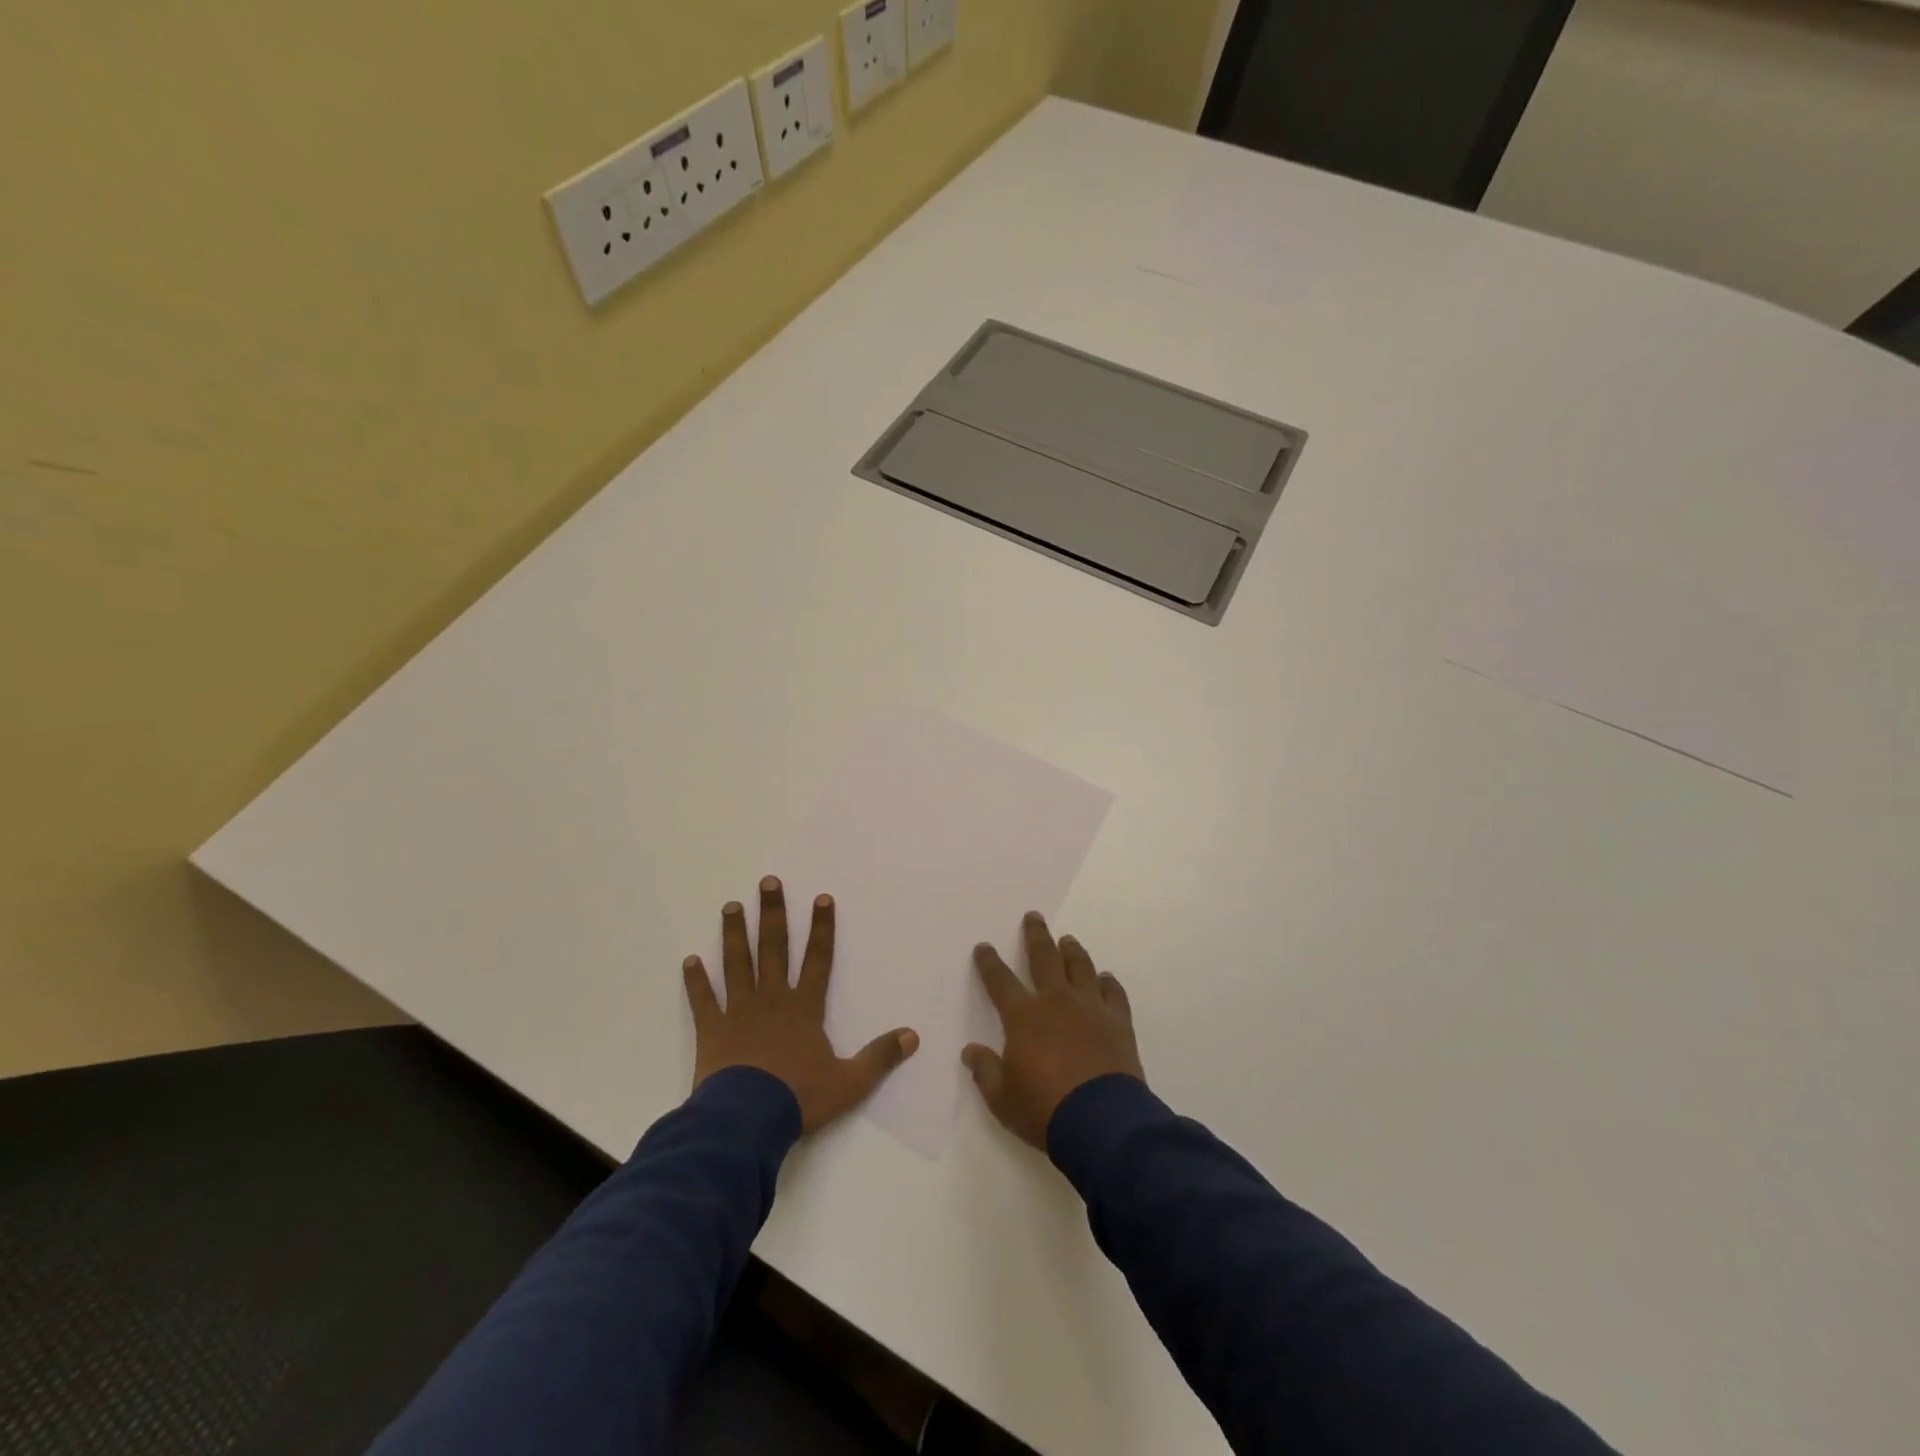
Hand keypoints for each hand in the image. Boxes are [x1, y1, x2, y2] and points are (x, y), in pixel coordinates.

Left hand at [684, 877, 918, 1133]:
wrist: (746, 1121)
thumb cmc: (799, 1098)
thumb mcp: (850, 1082)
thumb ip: (880, 1057)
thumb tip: (912, 1036)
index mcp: (805, 1009)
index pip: (818, 959)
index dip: (822, 928)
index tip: (822, 898)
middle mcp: (772, 999)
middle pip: (773, 948)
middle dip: (773, 914)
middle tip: (767, 883)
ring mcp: (739, 1011)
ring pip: (738, 964)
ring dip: (734, 934)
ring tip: (730, 906)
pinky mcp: (712, 1029)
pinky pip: (704, 999)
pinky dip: (696, 980)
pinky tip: (690, 960)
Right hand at [962, 912, 1145, 1150]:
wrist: (1102, 1123)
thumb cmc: (1044, 1109)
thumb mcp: (1002, 1098)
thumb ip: (985, 1071)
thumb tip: (970, 1051)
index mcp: (1024, 1017)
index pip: (1000, 981)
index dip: (989, 963)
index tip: (984, 947)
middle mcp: (1056, 1002)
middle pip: (1044, 958)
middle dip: (1036, 936)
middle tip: (1033, 917)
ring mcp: (1091, 1008)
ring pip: (1080, 967)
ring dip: (1072, 951)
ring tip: (1068, 940)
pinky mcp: (1118, 1022)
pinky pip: (1113, 993)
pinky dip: (1108, 982)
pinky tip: (1105, 978)